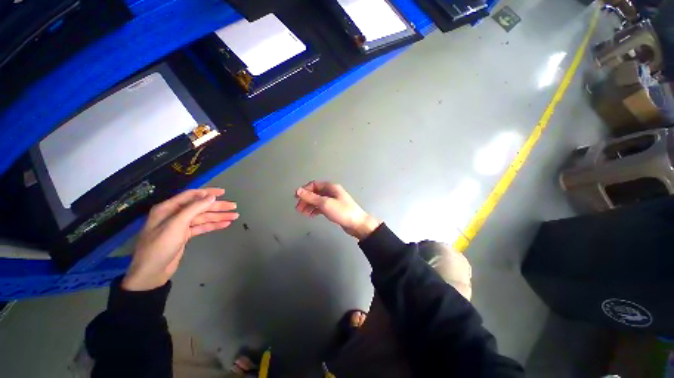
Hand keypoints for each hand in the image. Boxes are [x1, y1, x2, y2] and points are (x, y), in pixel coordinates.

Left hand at [122, 188, 238, 290]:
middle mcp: (175, 214)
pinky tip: (225, 224)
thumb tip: (211, 197)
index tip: (223, 192)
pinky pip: (202, 227)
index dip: (208, 192)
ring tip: (234, 216)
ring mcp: (180, 226)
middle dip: (217, 206)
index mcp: (168, 208)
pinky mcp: (184, 235)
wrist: (151, 272)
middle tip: (234, 206)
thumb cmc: (160, 245)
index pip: (191, 195)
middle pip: (200, 207)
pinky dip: (213, 225)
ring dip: (219, 216)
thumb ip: (194, 209)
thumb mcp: (176, 224)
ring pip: (203, 218)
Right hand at [295, 181, 380, 239]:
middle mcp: (332, 192)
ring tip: (302, 213)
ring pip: (318, 201)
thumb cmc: (342, 212)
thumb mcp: (325, 203)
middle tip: (298, 208)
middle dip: (306, 199)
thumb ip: (311, 197)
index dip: (304, 190)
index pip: (314, 184)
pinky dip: (315, 210)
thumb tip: (298, 190)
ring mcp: (333, 201)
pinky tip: (310, 215)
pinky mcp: (334, 209)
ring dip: (309, 205)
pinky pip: (322, 207)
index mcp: (331, 187)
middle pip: (315, 193)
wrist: (357, 224)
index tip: (296, 198)